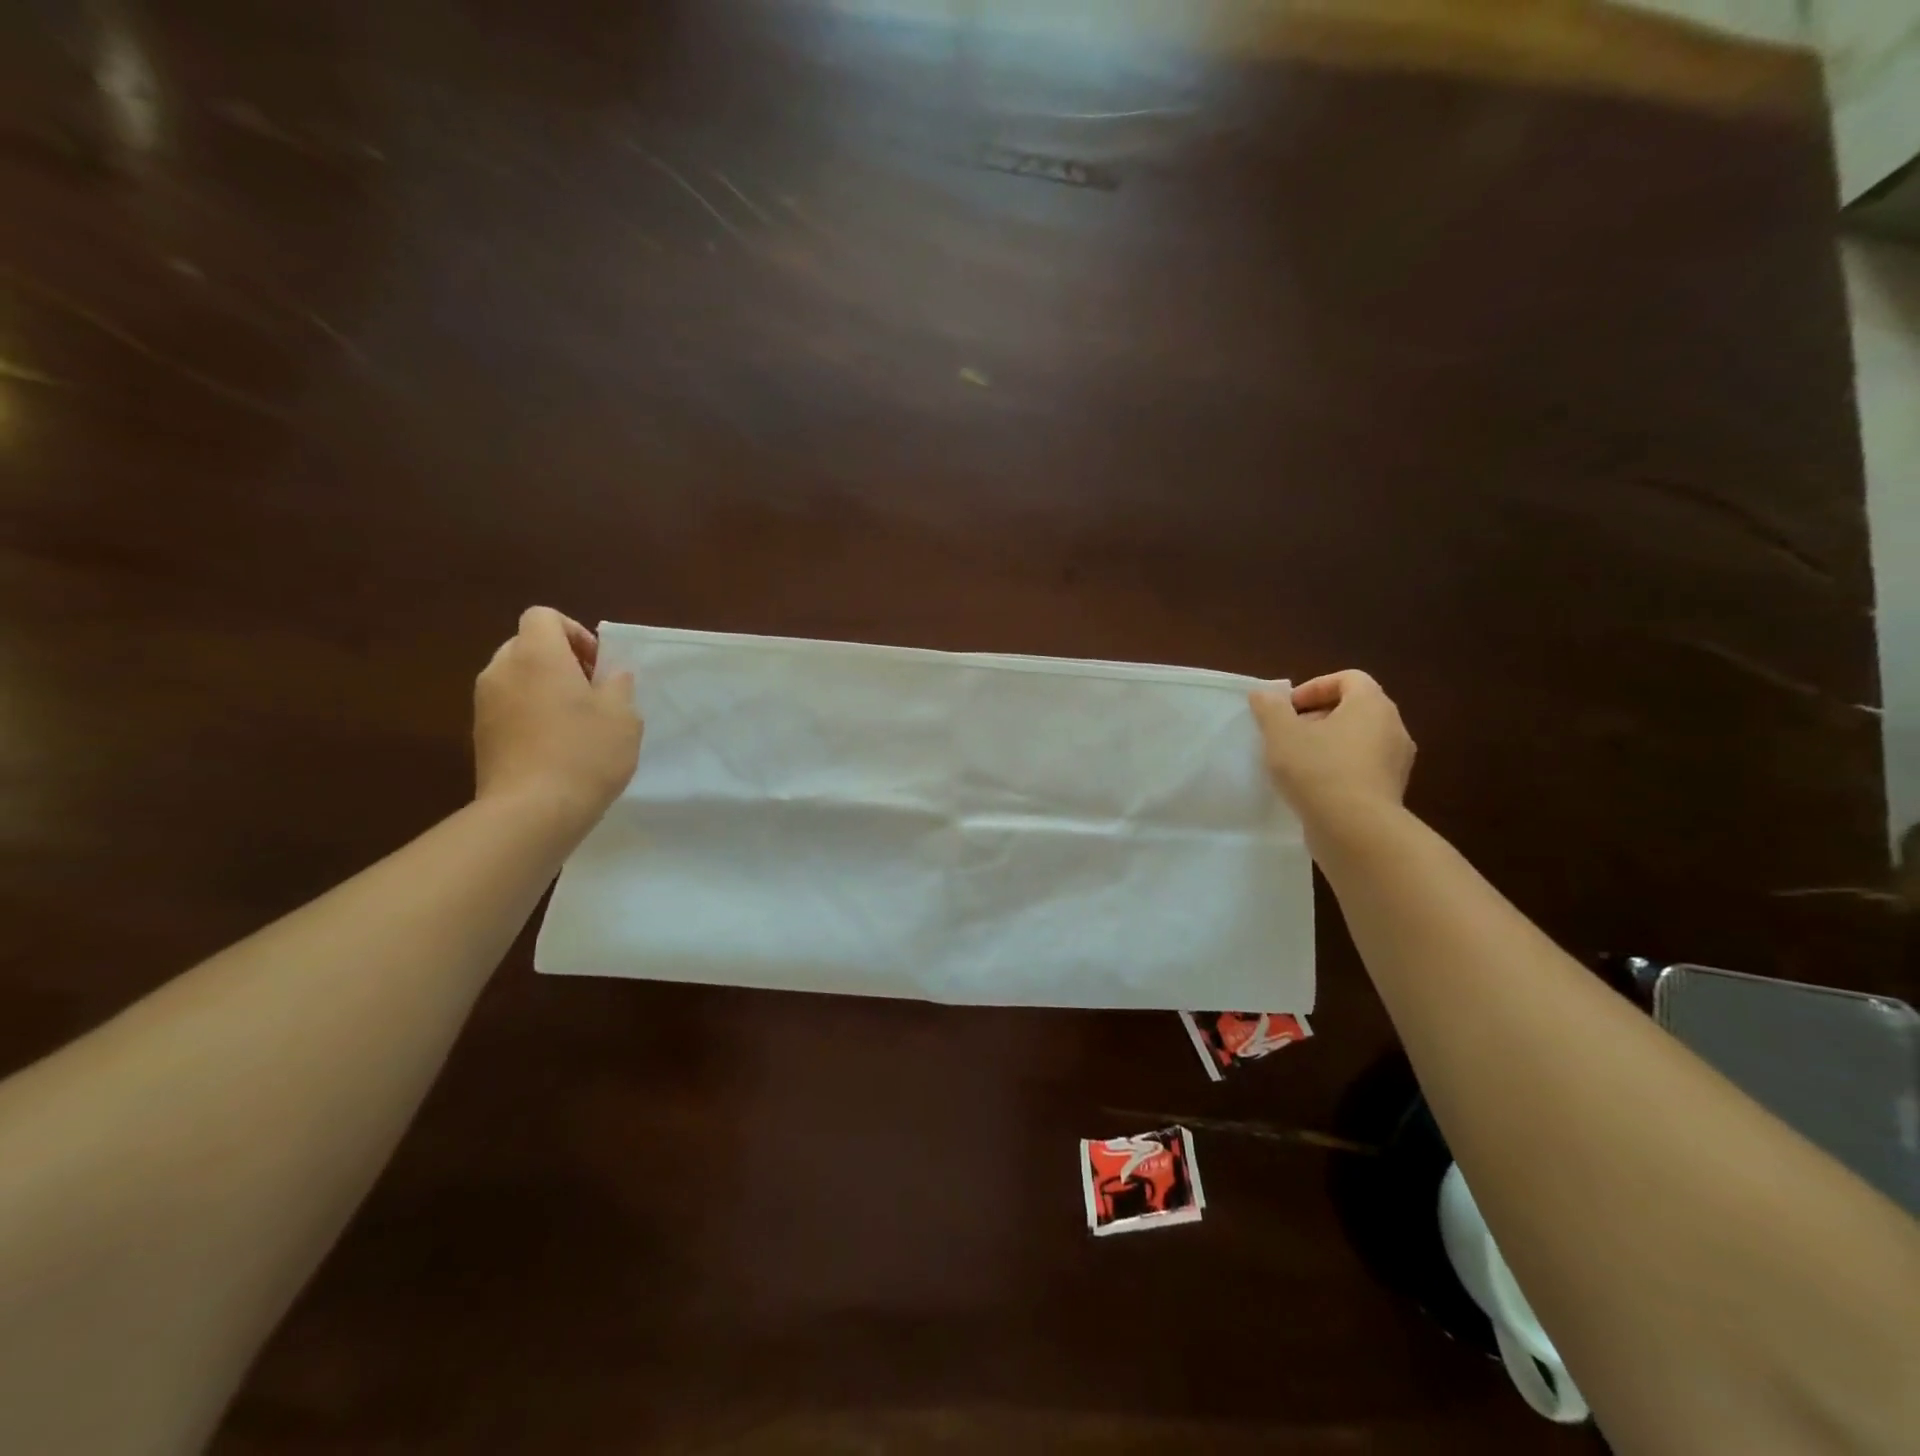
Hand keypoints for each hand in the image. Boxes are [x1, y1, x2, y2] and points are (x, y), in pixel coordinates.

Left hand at [474, 607, 642, 832]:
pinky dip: (530, 715)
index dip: (574, 631)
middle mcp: (502, 671)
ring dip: (544, 689)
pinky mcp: (480, 736)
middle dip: (560, 660)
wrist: (531, 812)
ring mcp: (485, 704)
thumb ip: (618, 686)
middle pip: (527, 645)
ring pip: (516, 678)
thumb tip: (611, 675)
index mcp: (537, 656)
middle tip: (591, 692)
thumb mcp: (623, 717)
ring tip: (576, 723)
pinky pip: (508, 708)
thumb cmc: (585, 754)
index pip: (543, 616)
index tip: (597, 665)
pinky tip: (556, 747)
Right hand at [1249, 671, 1414, 832]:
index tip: (1289, 709)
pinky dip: (1339, 769)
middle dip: (1318, 717)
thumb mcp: (1282, 734)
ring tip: (1297, 763)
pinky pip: (1363, 768)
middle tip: (1288, 734)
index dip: (1315, 687)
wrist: (1355, 830)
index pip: (1349, 679)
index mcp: (1372, 705)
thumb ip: (1270, 709)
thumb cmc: (1318, 770)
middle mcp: (1393, 728)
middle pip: (1355, 709)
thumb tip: (1263, 694)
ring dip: (1328, 744)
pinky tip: (1313, 787)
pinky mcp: (1391, 791)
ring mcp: (1396, 762)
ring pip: (1359, 740)